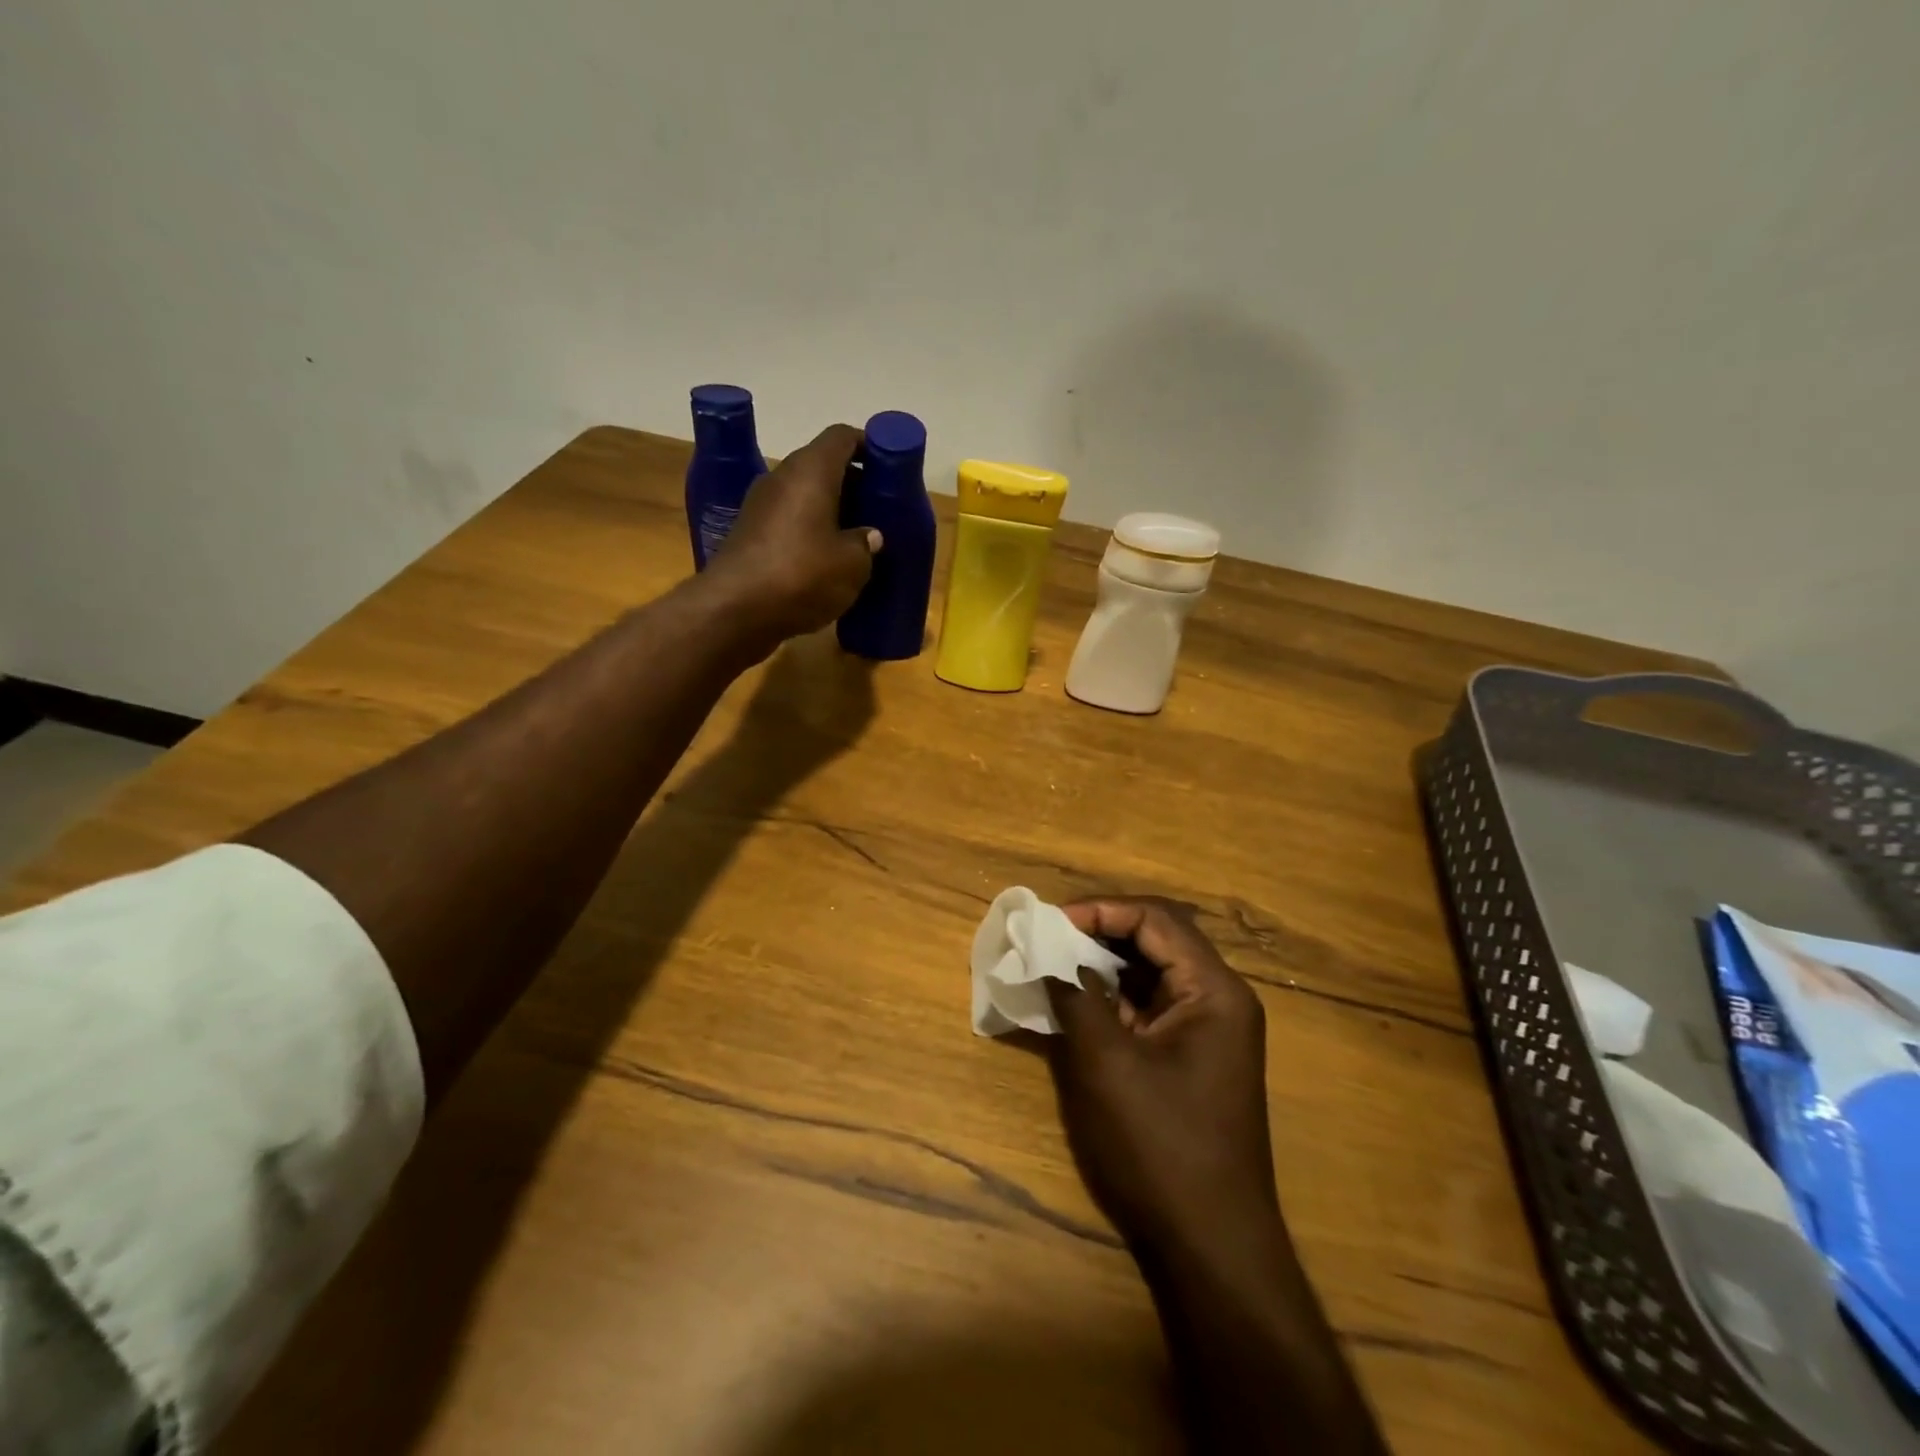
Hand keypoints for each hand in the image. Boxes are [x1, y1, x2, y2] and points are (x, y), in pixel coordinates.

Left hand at [705, 423, 879, 650]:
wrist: (734, 611)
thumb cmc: (801, 575)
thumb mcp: (852, 565)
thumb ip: (866, 544)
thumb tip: (868, 536)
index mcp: (811, 471)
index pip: (842, 437)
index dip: (868, 445)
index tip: (888, 466)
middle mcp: (782, 478)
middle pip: (822, 466)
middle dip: (853, 484)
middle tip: (879, 508)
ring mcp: (760, 506)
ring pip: (804, 496)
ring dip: (831, 511)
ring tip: (857, 537)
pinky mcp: (749, 535)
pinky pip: (789, 521)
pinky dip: (810, 531)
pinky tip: (826, 559)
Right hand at [1046, 898, 1279, 1256]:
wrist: (1211, 1248)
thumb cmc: (1160, 1147)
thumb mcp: (1106, 1064)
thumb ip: (1075, 997)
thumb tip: (1045, 952)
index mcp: (1214, 990)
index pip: (1156, 919)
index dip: (1100, 910)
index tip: (1050, 921)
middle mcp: (1219, 1000)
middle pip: (1157, 939)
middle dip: (1100, 932)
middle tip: (1048, 937)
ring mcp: (1208, 1031)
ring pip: (1151, 973)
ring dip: (1103, 964)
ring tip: (1053, 963)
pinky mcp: (1191, 1057)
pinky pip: (1149, 1007)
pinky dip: (1112, 998)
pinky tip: (1075, 1003)